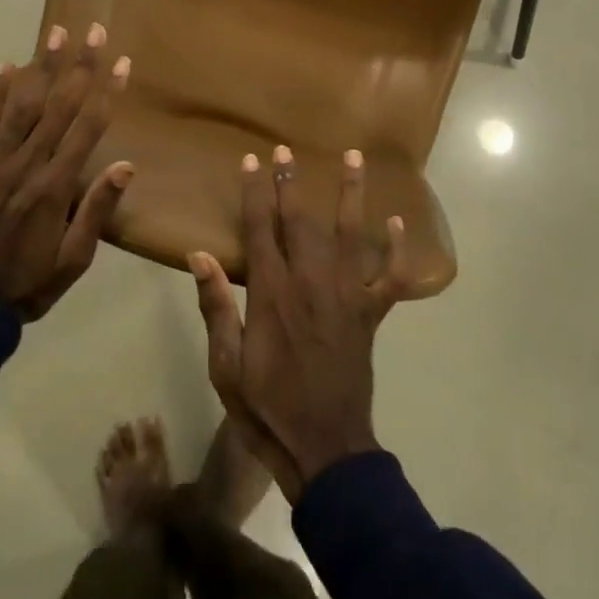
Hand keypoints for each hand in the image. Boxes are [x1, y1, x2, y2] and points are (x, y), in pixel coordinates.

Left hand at [0, 22, 132, 320]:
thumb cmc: (27, 283)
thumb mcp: (73, 260)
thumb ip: (97, 210)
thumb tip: (126, 165)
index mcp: (54, 188)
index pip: (88, 128)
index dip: (107, 93)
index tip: (122, 63)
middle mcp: (25, 165)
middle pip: (58, 106)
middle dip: (79, 66)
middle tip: (94, 32)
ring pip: (22, 106)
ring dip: (41, 67)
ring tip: (54, 33)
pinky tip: (5, 67)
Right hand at [189, 146, 409, 500]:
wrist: (325, 449)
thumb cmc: (267, 408)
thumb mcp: (225, 365)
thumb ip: (216, 307)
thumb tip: (199, 256)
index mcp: (272, 293)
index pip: (261, 228)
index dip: (255, 192)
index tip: (251, 160)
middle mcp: (311, 283)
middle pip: (301, 221)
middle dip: (292, 182)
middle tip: (286, 149)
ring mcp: (346, 295)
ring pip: (350, 234)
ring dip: (351, 194)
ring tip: (353, 157)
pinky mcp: (370, 314)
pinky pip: (389, 277)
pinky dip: (397, 250)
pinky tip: (399, 223)